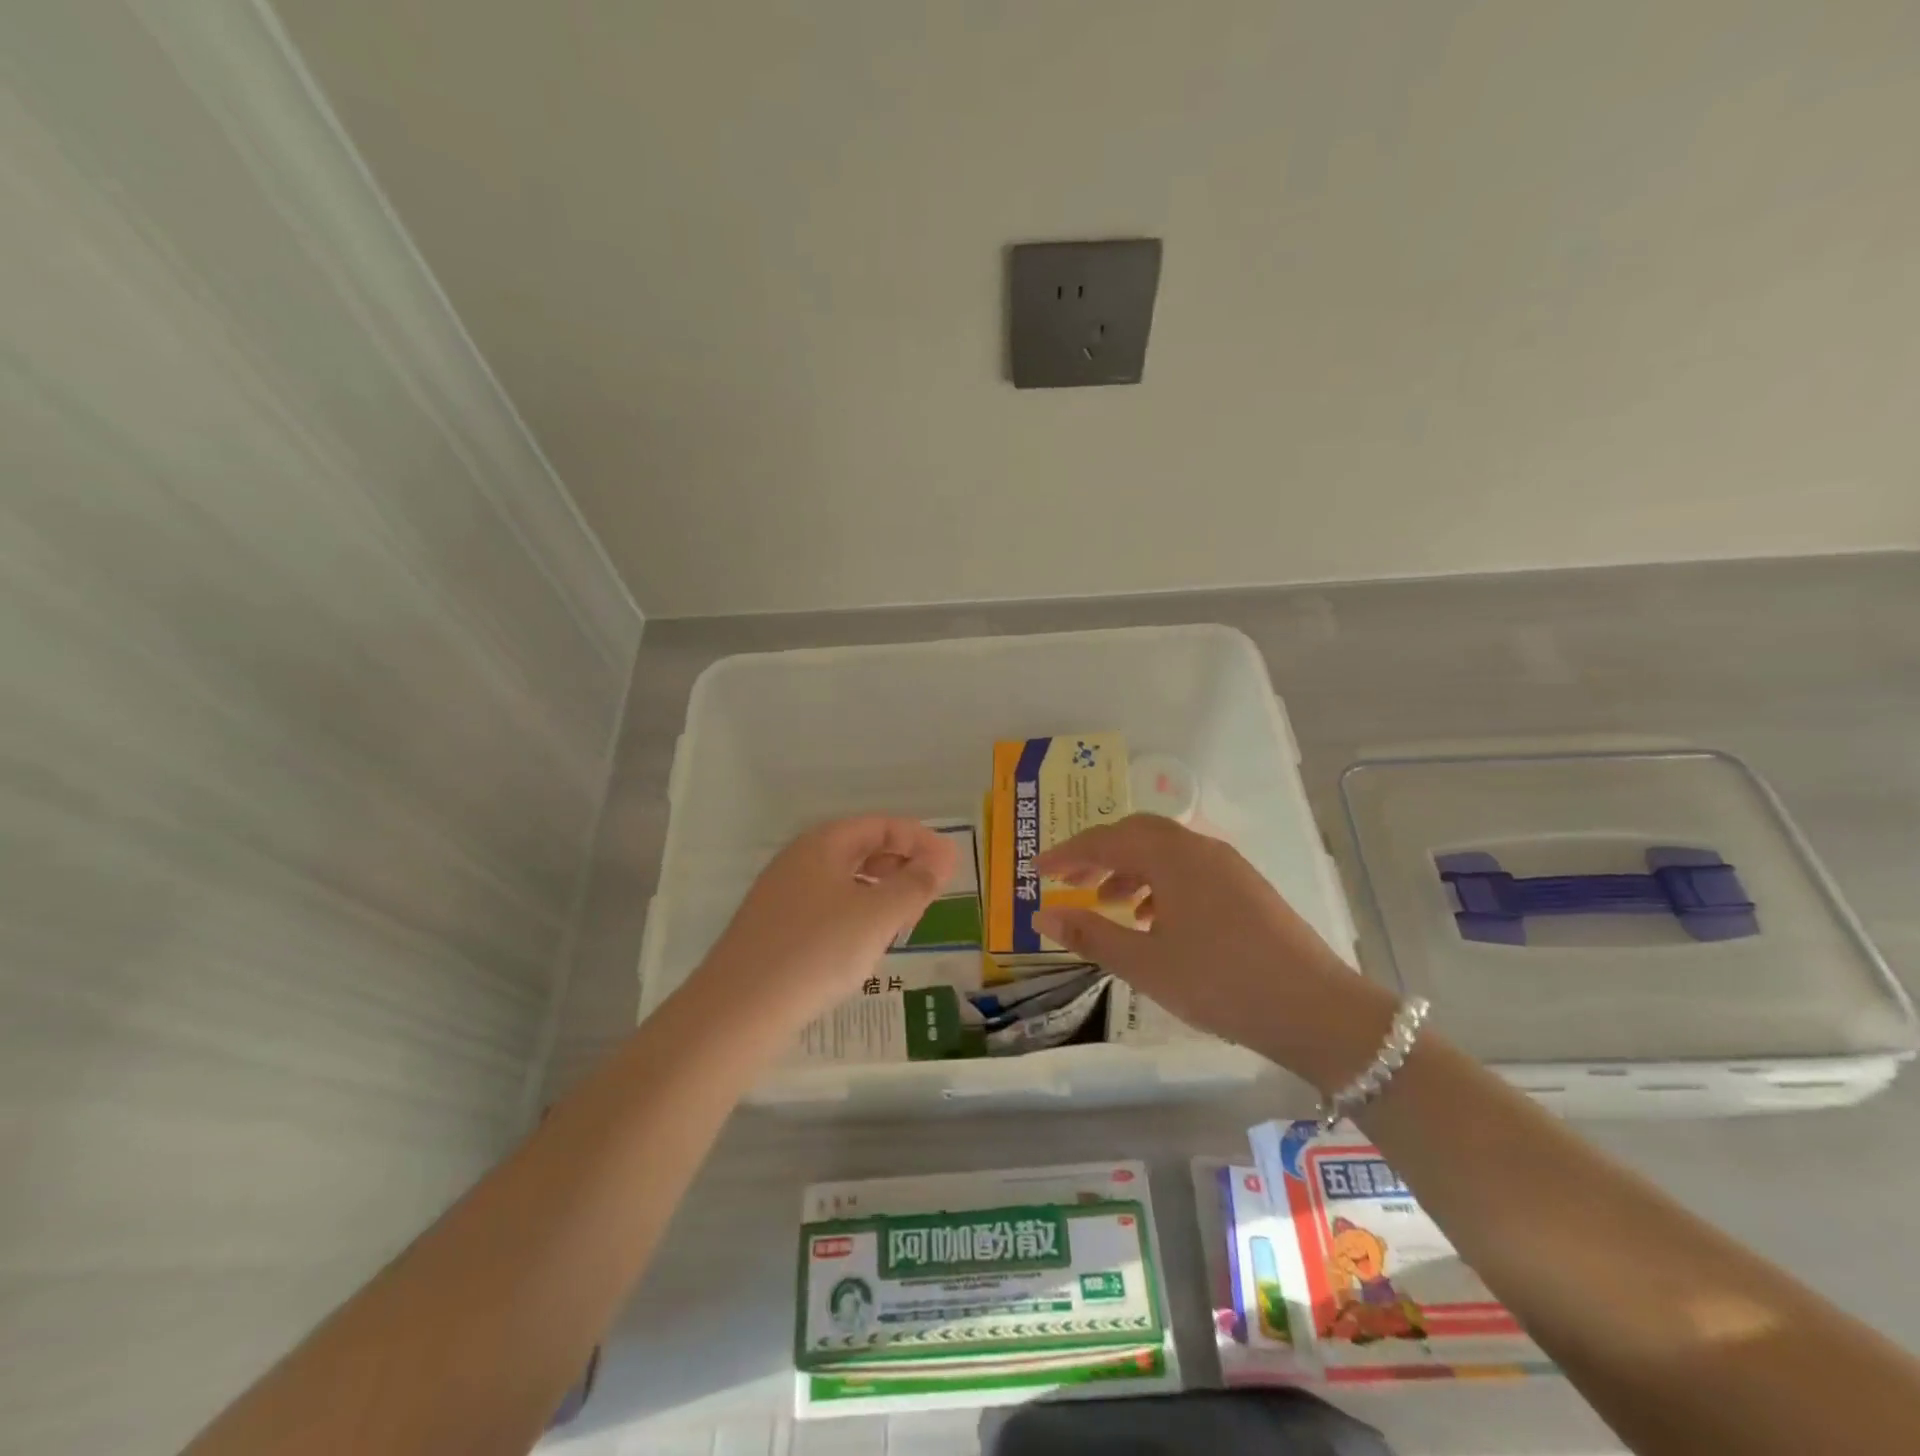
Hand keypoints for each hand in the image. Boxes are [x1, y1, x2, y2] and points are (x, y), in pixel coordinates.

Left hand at [691, 816, 958, 1029]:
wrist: (738, 1010)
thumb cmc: (817, 950)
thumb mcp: (878, 914)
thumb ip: (916, 883)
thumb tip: (943, 857)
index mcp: (823, 844)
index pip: (881, 825)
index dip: (920, 840)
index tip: (950, 866)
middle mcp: (799, 860)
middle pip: (860, 848)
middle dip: (901, 863)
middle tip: (931, 891)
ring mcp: (781, 895)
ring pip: (843, 880)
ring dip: (880, 890)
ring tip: (905, 918)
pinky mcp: (773, 930)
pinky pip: (826, 907)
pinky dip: (856, 913)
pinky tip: (864, 944)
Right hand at [1033, 814, 1395, 1090]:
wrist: (1317, 1010)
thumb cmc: (1221, 983)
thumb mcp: (1146, 964)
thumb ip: (1092, 934)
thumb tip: (1045, 913)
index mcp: (1173, 856)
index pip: (1106, 840)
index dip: (1068, 853)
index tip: (1037, 870)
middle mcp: (1200, 848)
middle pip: (1137, 834)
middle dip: (1099, 853)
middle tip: (1070, 879)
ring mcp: (1228, 866)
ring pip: (1166, 851)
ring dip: (1130, 868)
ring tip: (1109, 902)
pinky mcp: (1246, 887)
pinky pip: (1190, 869)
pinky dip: (1160, 883)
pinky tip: (1155, 919)